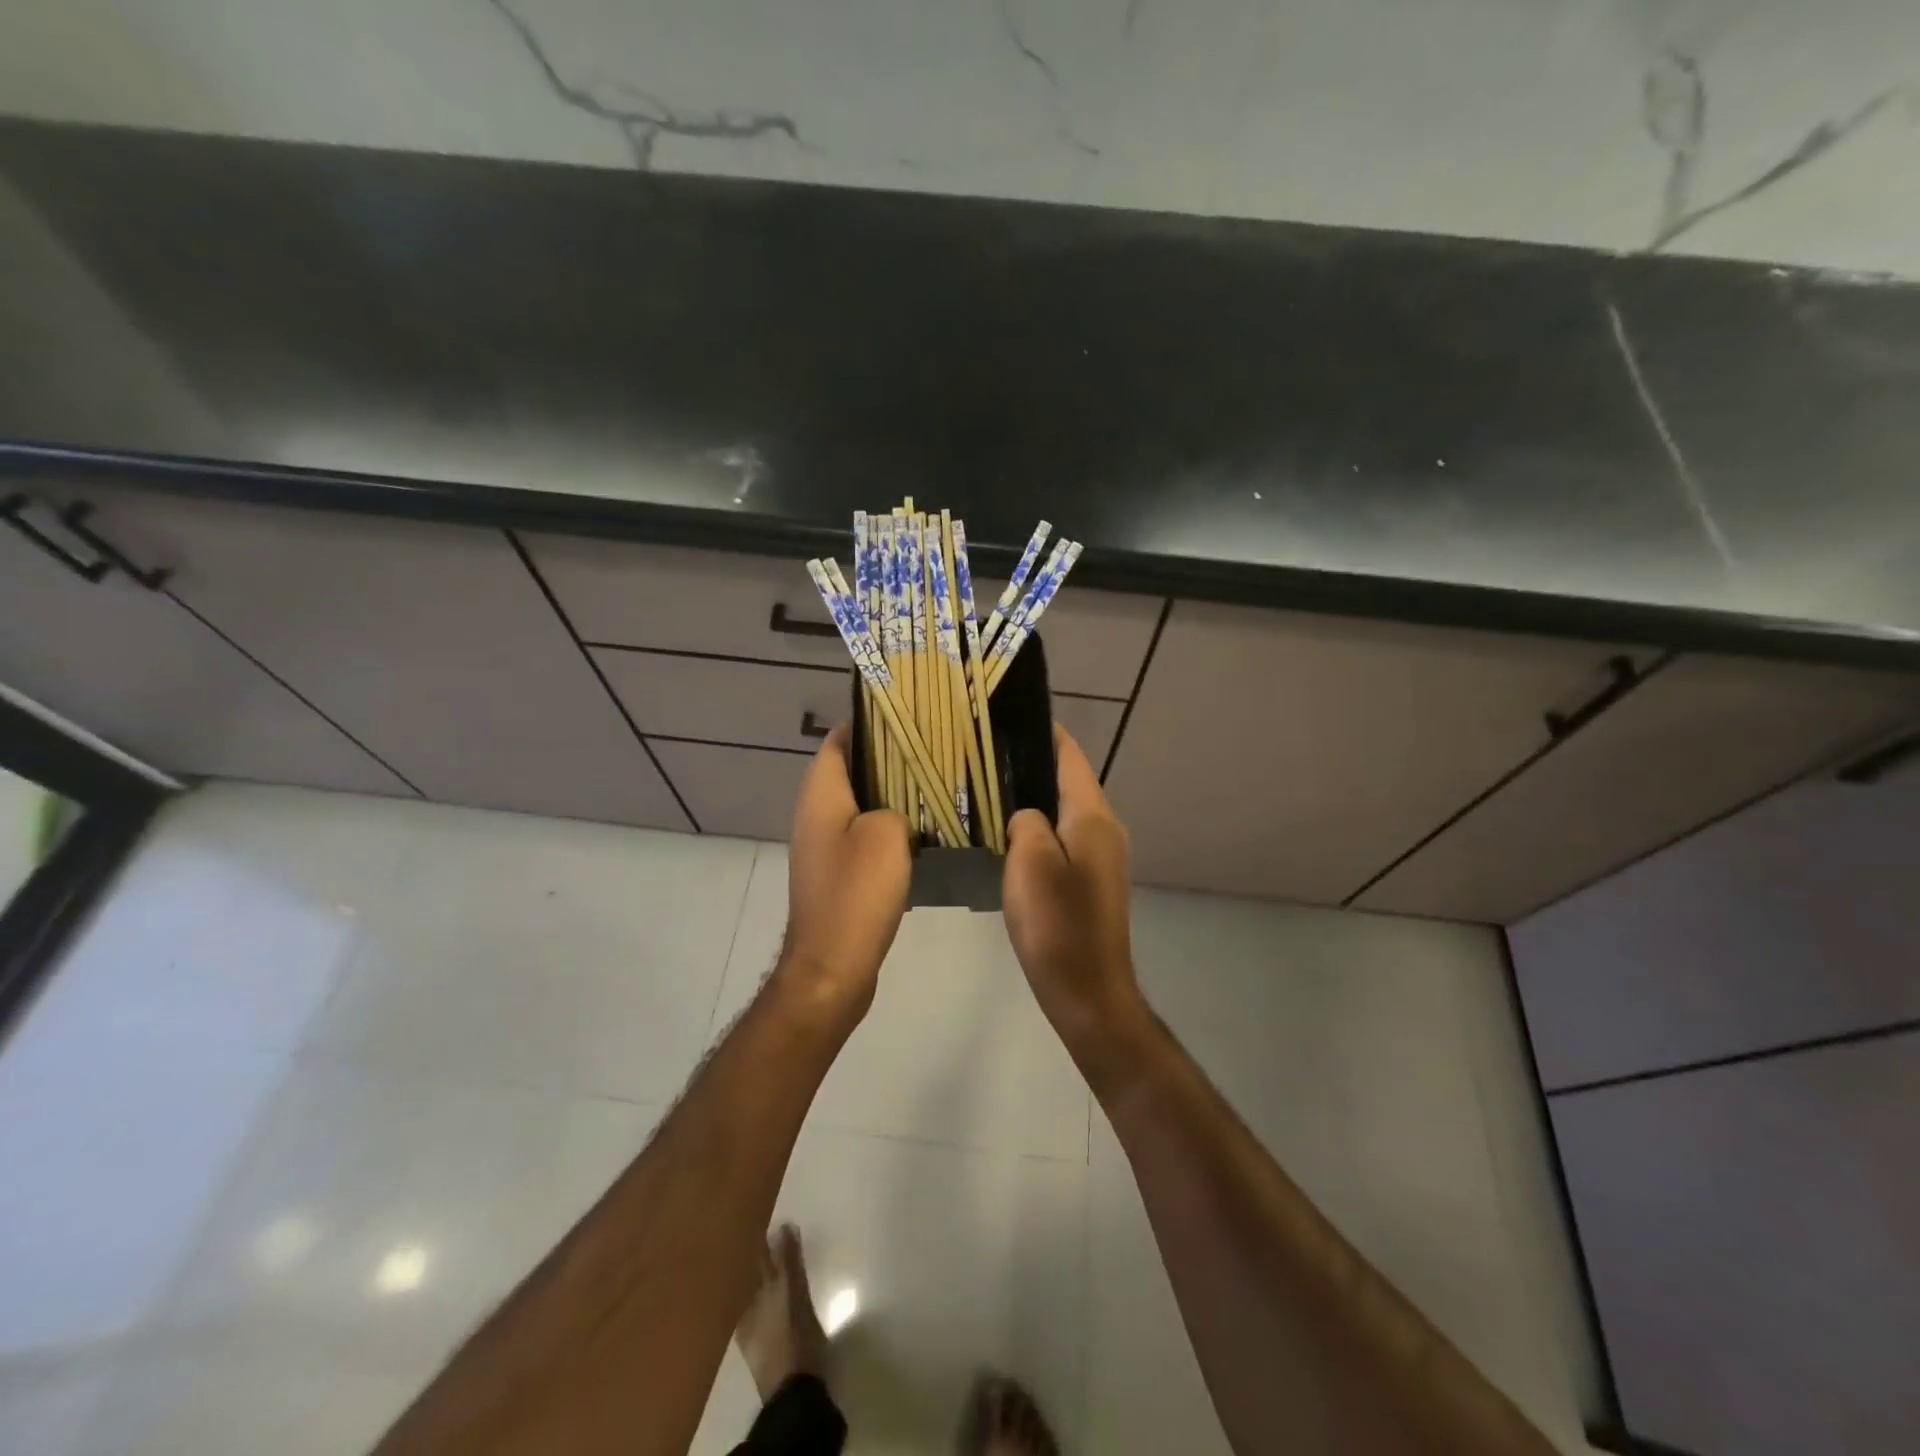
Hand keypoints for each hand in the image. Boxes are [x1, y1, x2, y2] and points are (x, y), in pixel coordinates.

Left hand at [778, 724, 911, 1025]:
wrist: (831, 966)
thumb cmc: (856, 894)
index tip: (904, 715)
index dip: (866, 724)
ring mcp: (823, 847)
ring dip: (889, 795)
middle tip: (929, 750)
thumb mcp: (886, 836)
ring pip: (858, 805)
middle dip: (885, 758)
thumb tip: (897, 813)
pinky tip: (920, 832)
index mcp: (821, 796)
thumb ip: (896, 808)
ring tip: (932, 785)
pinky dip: (887, 827)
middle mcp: (815, 815)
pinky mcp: (836, 874)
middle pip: (849, 771)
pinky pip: (862, 836)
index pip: (838, 742)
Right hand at [1002, 726, 1145, 1062]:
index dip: (1046, 734)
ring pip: (1065, 813)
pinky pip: (1064, 840)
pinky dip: (1040, 829)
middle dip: (1034, 766)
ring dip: (1035, 800)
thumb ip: (1026, 822)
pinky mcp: (1092, 882)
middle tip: (988, 756)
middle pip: (1069, 782)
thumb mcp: (1029, 862)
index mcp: (1093, 817)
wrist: (1088, 992)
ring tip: (992, 790)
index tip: (1011, 717)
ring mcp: (1102, 858)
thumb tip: (1027, 816)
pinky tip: (1009, 836)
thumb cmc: (1057, 924)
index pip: (1071, 758)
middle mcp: (1105, 829)